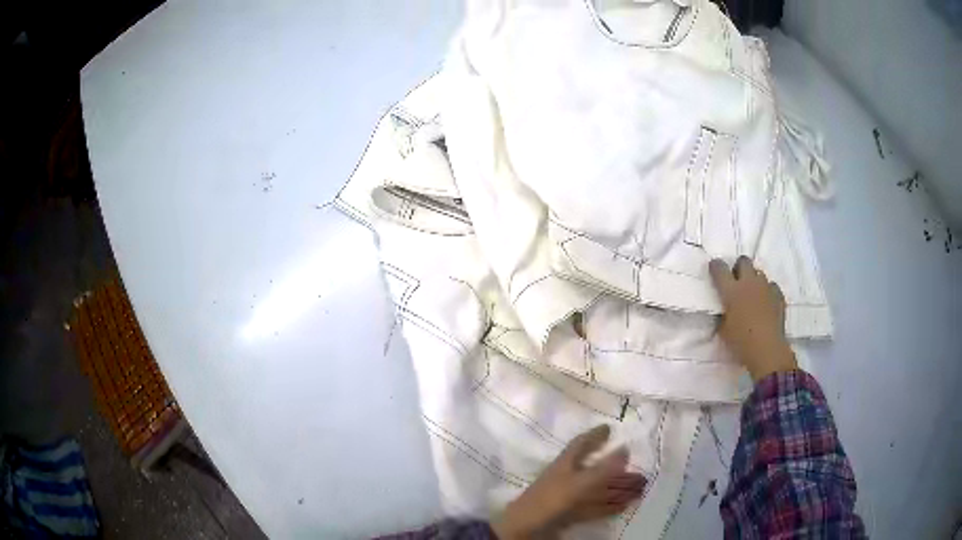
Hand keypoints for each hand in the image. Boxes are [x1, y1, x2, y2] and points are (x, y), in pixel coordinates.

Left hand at [492, 425, 645, 539]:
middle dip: (615, 469)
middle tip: (636, 467)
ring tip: (639, 488)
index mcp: (564, 464)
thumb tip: (626, 448)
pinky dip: (608, 506)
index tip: (609, 428)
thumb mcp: (578, 483)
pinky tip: (624, 506)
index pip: (581, 444)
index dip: (594, 435)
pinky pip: (593, 507)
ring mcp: (566, 497)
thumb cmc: (550, 500)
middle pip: (594, 469)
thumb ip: (602, 469)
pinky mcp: (568, 514)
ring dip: (616, 489)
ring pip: (596, 490)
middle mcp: (566, 478)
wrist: (524, 529)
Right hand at [709, 257, 797, 381]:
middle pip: (743, 261)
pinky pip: (772, 286)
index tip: (714, 269)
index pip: (720, 268)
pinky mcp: (778, 296)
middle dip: (739, 268)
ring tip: (752, 294)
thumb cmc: (741, 342)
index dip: (715, 267)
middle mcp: (749, 283)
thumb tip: (724, 310)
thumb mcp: (723, 330)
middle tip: (736, 281)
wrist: (767, 350)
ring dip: (754, 280)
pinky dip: (768, 291)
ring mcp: (766, 287)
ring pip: (759, 273)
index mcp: (731, 291)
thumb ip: (723, 314)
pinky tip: (766, 302)